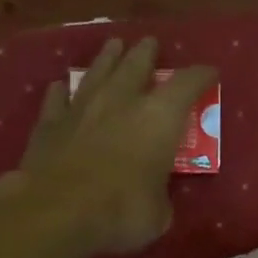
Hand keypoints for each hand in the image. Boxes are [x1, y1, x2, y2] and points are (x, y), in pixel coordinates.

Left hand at [5, 38, 216, 256]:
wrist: (57, 212)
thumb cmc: (121, 211)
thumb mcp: (158, 214)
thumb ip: (159, 196)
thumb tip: (153, 197)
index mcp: (159, 118)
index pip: (187, 84)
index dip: (200, 76)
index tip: (209, 73)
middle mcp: (121, 101)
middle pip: (136, 65)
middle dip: (146, 53)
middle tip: (150, 44)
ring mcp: (81, 108)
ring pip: (97, 72)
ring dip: (107, 59)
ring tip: (113, 46)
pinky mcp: (48, 124)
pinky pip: (57, 99)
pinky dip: (62, 92)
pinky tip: (60, 87)